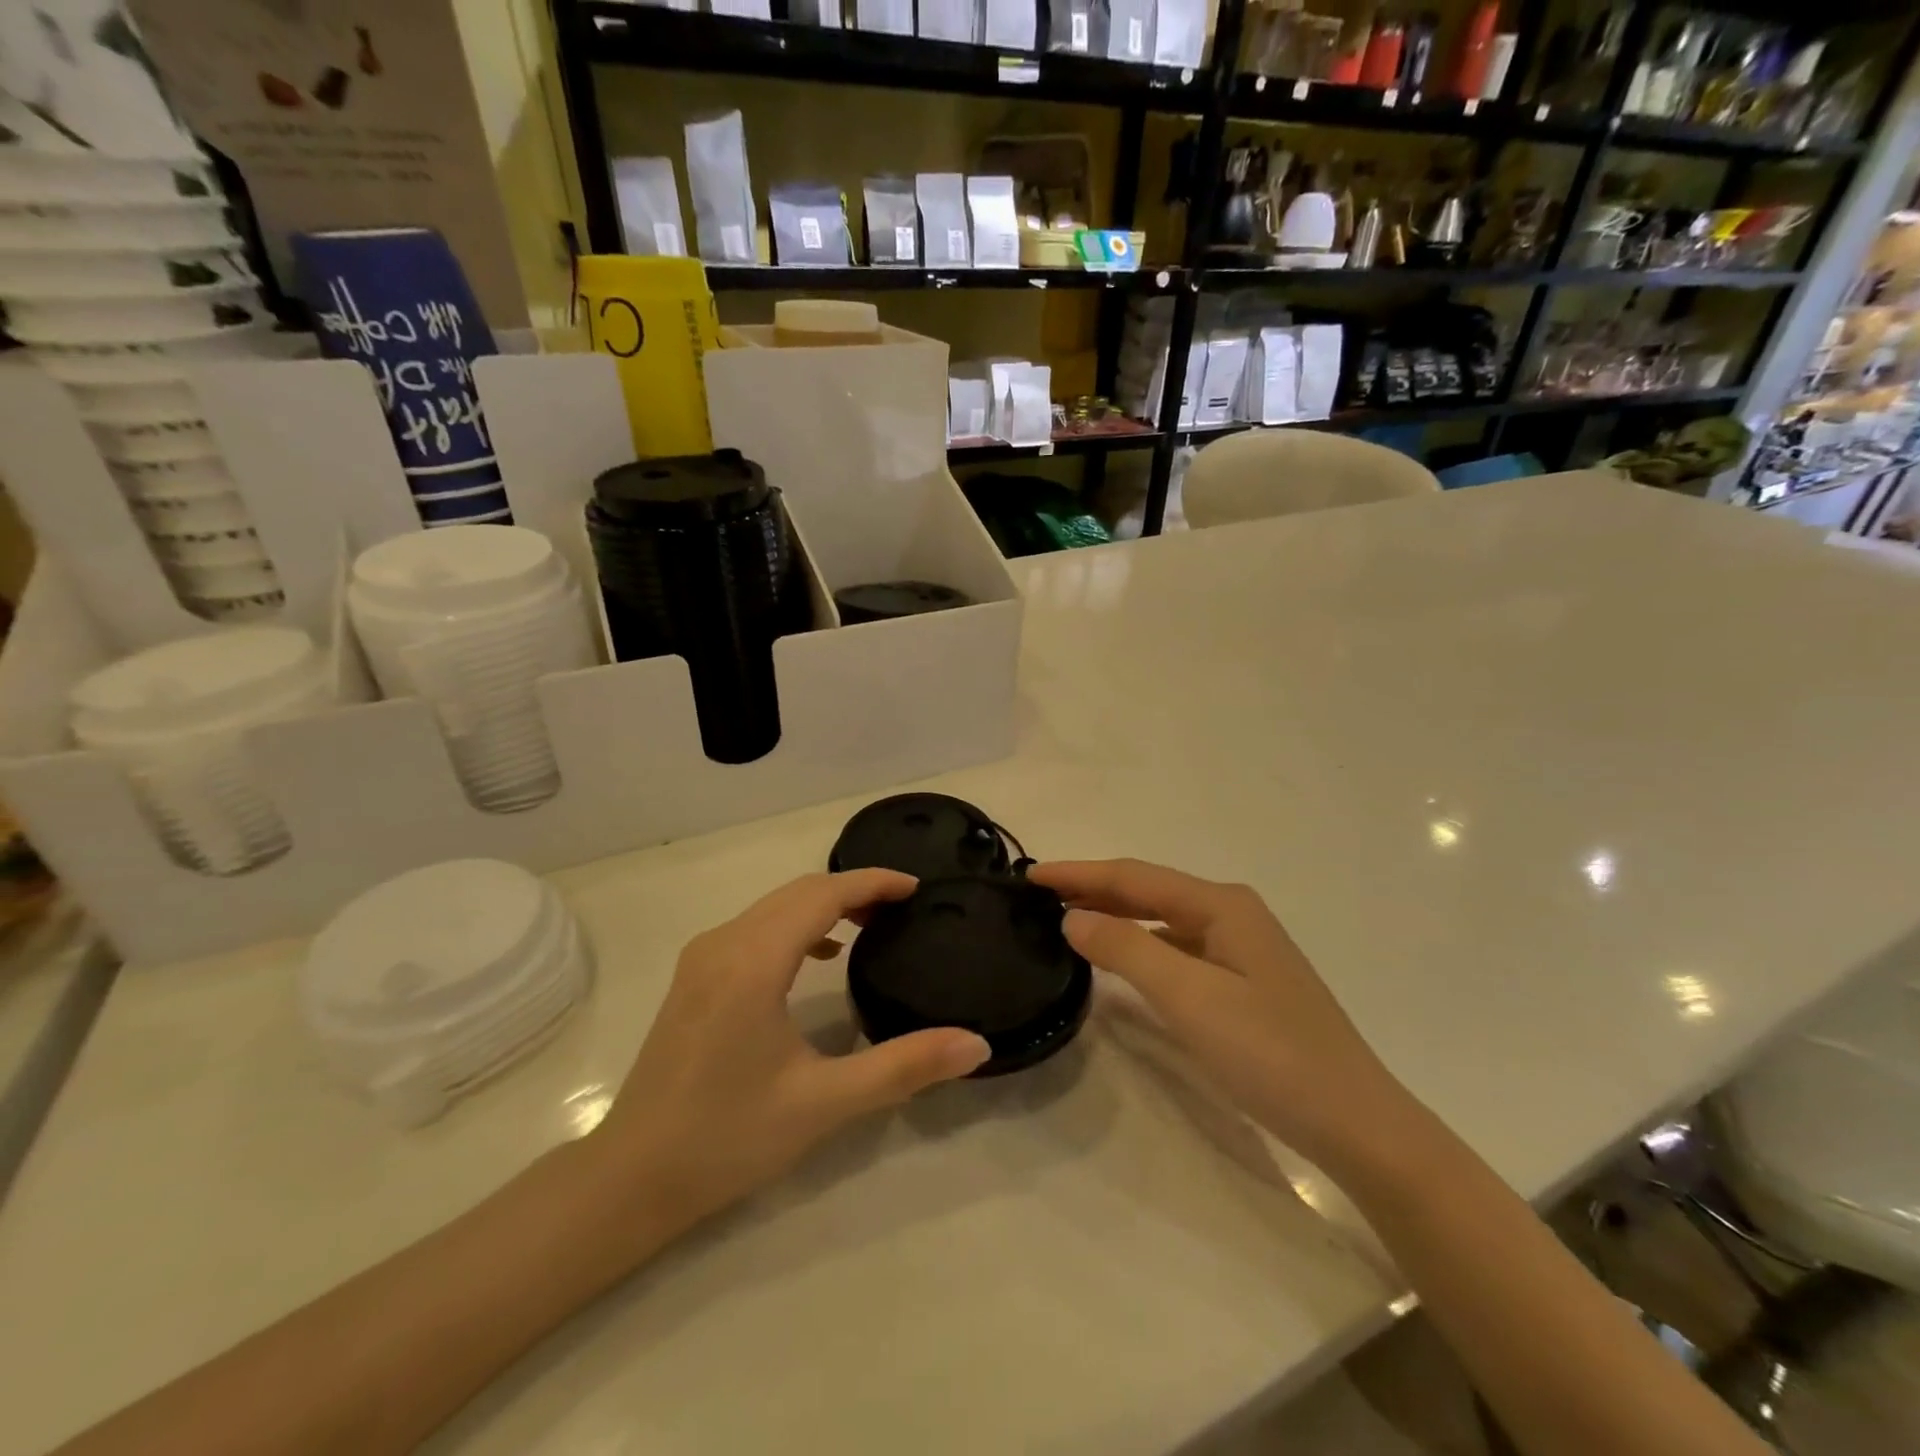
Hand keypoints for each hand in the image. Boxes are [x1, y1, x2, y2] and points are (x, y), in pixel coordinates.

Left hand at [590, 870, 990, 1243]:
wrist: (631, 1179)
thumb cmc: (728, 1138)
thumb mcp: (824, 1103)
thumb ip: (904, 1066)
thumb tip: (976, 1044)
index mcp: (753, 961)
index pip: (822, 895)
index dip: (872, 882)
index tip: (917, 887)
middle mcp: (724, 943)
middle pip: (798, 892)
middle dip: (854, 889)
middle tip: (904, 906)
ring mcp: (703, 958)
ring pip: (774, 906)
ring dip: (824, 904)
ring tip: (872, 924)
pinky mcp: (695, 978)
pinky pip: (755, 927)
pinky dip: (796, 924)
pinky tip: (820, 954)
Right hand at [1029, 859, 1411, 1169]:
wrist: (1354, 1123)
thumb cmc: (1270, 1053)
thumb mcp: (1189, 997)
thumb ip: (1126, 950)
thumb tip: (1072, 916)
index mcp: (1221, 905)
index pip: (1133, 876)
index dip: (1079, 873)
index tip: (1027, 875)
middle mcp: (1231, 914)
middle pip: (1148, 891)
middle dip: (1093, 889)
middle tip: (1037, 895)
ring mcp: (1240, 948)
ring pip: (1161, 919)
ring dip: (1114, 915)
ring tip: (1066, 918)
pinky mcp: (1242, 981)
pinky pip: (1176, 948)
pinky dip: (1139, 945)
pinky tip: (1118, 958)